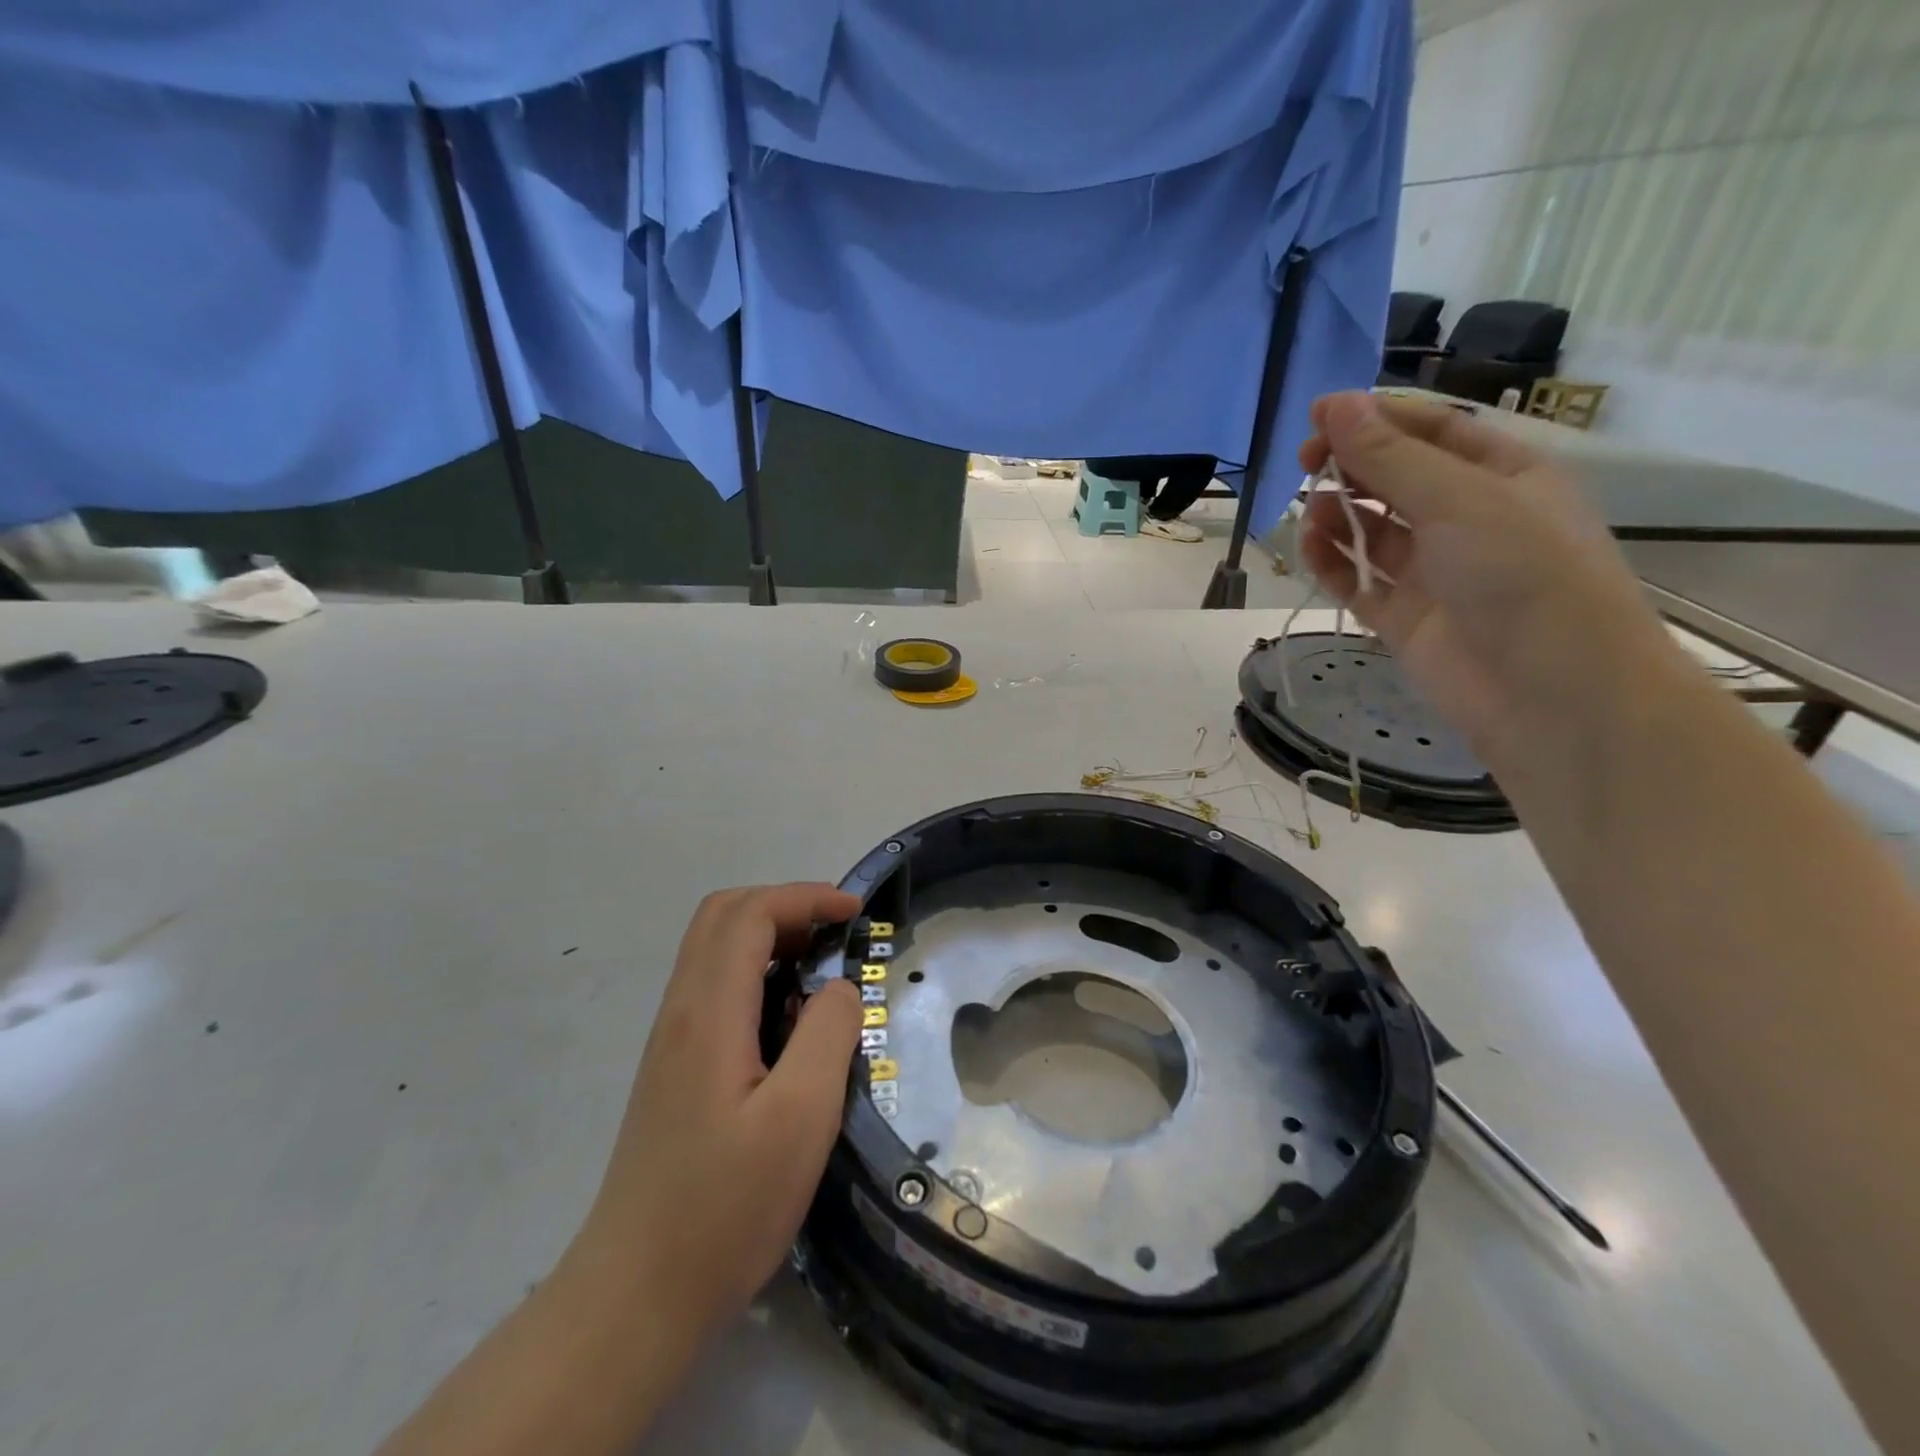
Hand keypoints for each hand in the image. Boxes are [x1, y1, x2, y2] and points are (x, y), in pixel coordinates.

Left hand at [574, 884, 861, 1352]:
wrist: (635, 1295)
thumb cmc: (725, 1208)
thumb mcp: (800, 1119)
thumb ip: (828, 1035)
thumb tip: (839, 987)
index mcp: (709, 1012)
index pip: (750, 914)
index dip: (806, 898)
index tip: (856, 912)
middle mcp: (682, 1011)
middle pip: (723, 916)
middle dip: (784, 905)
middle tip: (836, 931)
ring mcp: (671, 1040)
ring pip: (713, 949)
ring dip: (768, 935)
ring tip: (820, 966)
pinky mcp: (673, 1068)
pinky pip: (713, 986)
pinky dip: (755, 971)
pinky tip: (787, 1016)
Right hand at [1296, 392, 1671, 765]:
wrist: (1548, 693)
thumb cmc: (1523, 575)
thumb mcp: (1460, 500)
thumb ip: (1390, 457)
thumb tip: (1334, 406)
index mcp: (1502, 476)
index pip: (1430, 431)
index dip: (1374, 418)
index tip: (1317, 415)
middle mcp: (1467, 519)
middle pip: (1397, 479)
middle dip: (1352, 465)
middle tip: (1305, 462)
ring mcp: (1433, 572)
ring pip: (1372, 531)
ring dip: (1338, 514)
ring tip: (1310, 509)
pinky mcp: (1403, 618)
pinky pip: (1358, 580)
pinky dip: (1331, 562)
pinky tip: (1308, 547)